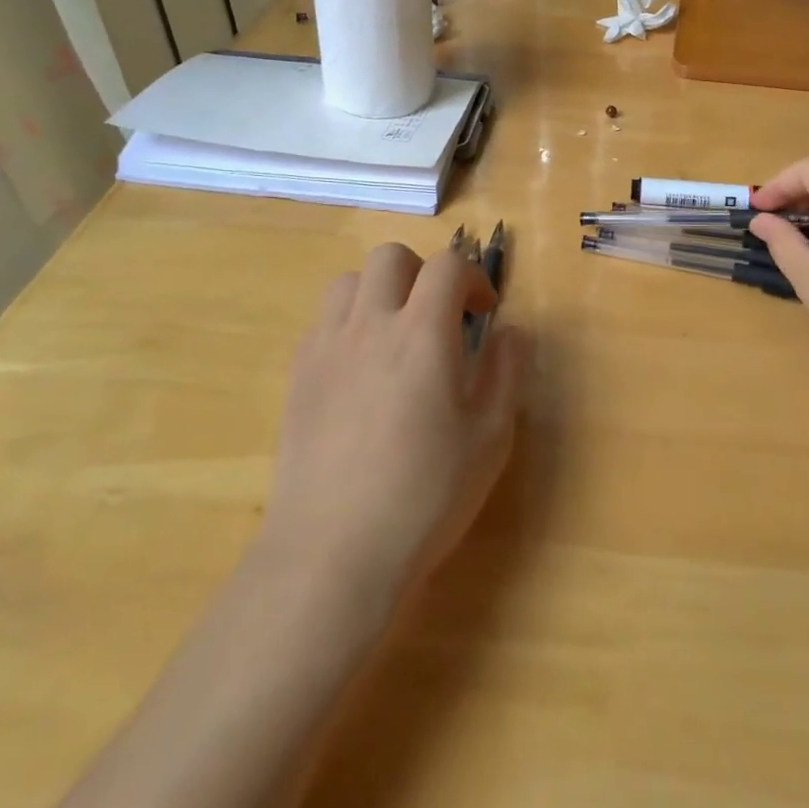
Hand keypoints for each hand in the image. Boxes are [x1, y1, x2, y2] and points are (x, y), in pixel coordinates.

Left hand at [252, 243, 525, 608]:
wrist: (333, 551)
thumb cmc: (425, 494)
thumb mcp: (490, 437)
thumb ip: (507, 371)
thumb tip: (510, 332)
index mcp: (422, 333)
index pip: (448, 265)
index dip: (473, 276)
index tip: (484, 311)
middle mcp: (370, 324)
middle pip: (391, 256)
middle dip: (422, 272)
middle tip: (439, 314)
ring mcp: (327, 347)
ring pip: (349, 281)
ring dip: (380, 292)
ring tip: (396, 334)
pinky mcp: (298, 375)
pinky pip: (323, 322)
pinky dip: (349, 324)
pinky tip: (361, 370)